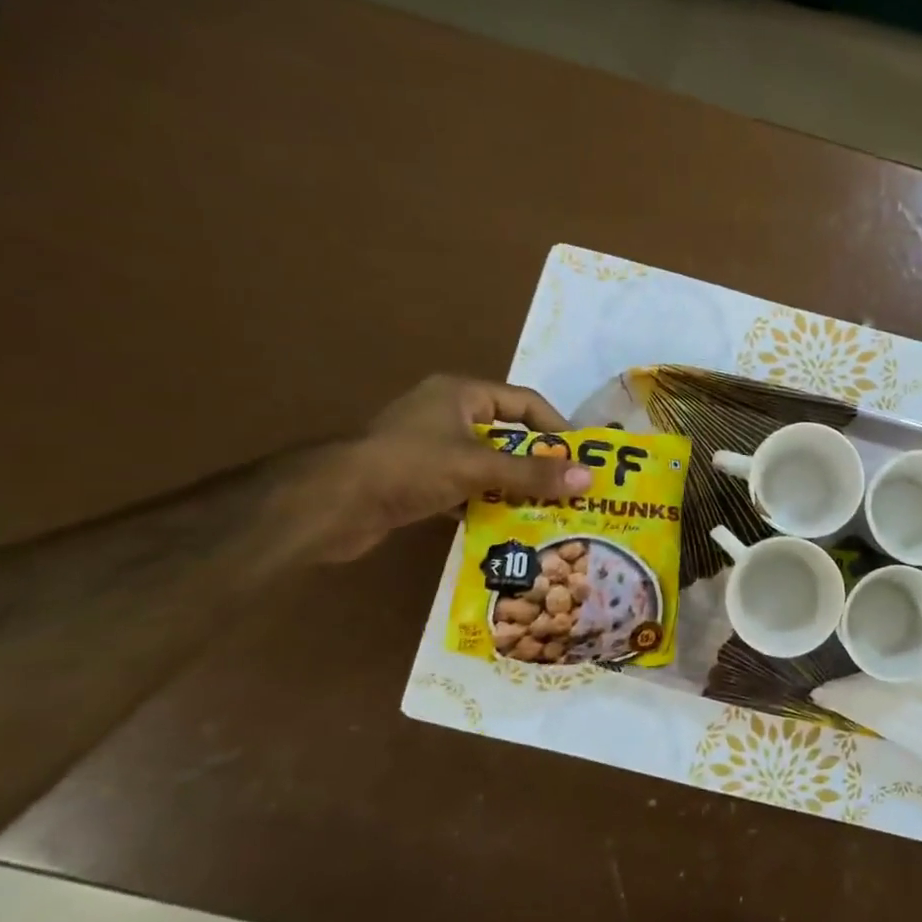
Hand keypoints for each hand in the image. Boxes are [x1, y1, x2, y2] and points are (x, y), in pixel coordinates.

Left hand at [283, 376, 590, 562]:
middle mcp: (446, 415)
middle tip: (570, 488)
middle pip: (507, 436)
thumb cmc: (409, 468)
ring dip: (513, 487)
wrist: (332, 505)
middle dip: (537, 463)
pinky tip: (507, 526)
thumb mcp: (478, 467)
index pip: (523, 402)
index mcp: (460, 395)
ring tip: (548, 511)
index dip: (555, 427)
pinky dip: (485, 504)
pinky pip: (465, 488)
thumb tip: (590, 478)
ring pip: (486, 466)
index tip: (581, 456)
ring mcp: (429, 449)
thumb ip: (533, 474)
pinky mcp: (417, 481)